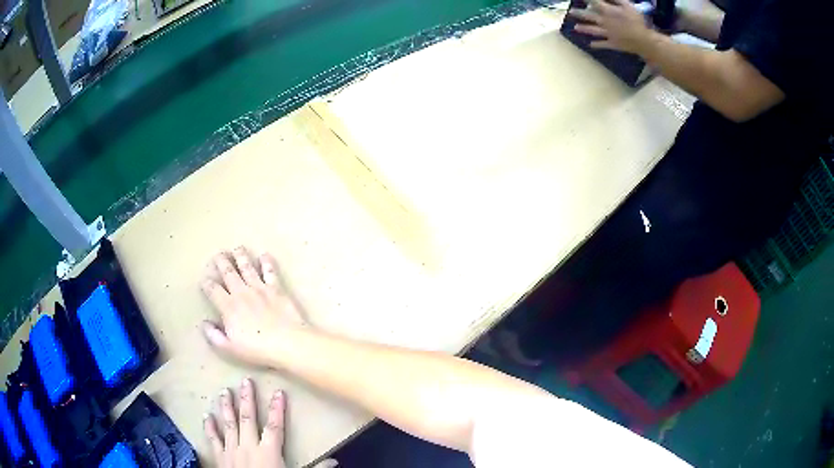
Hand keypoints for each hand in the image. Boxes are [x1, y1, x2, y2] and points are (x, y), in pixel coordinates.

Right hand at [201, 247, 308, 366]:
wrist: (288, 343)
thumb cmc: (258, 349)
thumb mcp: (230, 348)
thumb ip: (214, 336)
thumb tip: (204, 323)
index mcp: (228, 307)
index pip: (213, 289)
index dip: (207, 283)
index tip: (204, 279)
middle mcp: (241, 292)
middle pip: (228, 272)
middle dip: (221, 261)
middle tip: (218, 254)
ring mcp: (259, 288)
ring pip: (247, 267)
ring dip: (240, 256)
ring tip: (237, 248)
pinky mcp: (276, 288)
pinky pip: (270, 271)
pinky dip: (266, 262)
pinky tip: (264, 255)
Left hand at [204, 379, 337, 467]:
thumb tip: (335, 462)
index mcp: (269, 451)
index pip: (275, 426)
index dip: (277, 409)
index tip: (278, 392)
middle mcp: (248, 446)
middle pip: (248, 418)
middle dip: (247, 399)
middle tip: (245, 381)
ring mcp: (231, 450)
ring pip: (229, 424)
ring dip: (227, 407)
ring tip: (225, 391)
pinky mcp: (220, 457)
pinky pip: (213, 440)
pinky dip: (209, 428)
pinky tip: (206, 416)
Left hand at [569, 0, 655, 53]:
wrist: (643, 41)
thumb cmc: (637, 21)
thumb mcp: (628, 6)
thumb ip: (617, 0)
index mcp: (608, 11)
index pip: (594, 2)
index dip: (587, 0)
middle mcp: (604, 22)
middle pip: (589, 16)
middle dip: (579, 13)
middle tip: (570, 11)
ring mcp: (607, 33)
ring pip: (593, 30)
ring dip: (584, 28)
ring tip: (575, 27)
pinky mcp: (613, 44)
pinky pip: (603, 44)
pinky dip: (596, 44)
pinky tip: (590, 45)